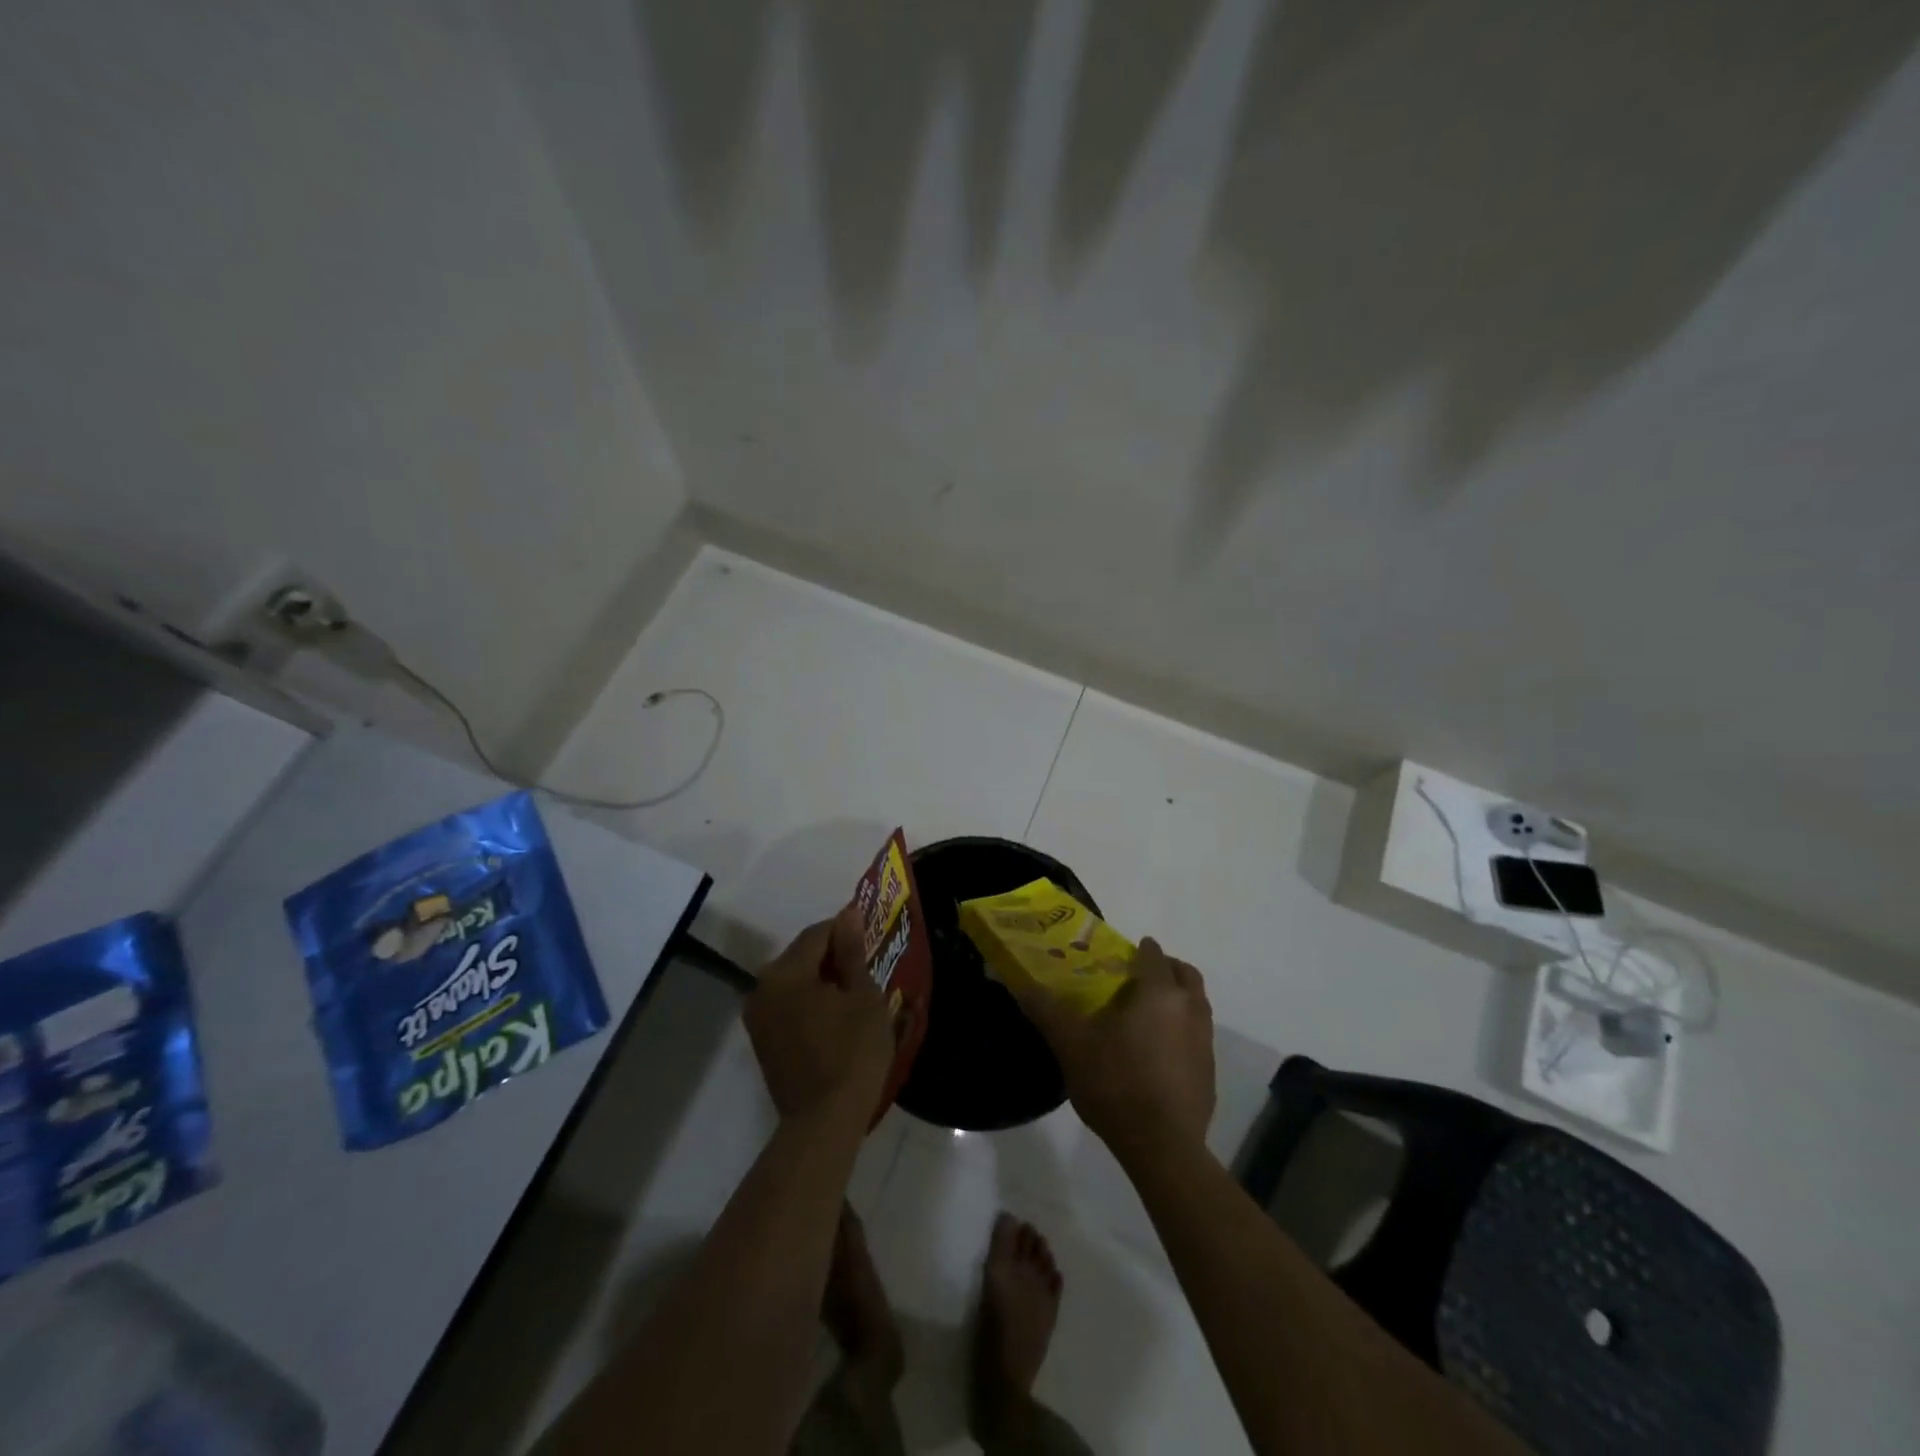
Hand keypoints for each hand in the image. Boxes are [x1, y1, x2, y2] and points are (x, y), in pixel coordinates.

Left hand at [745, 907, 895, 1127]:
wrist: (824, 1122)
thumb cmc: (852, 1053)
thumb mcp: (863, 996)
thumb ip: (852, 952)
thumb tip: (849, 915)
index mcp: (785, 972)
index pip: (818, 934)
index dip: (847, 930)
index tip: (873, 938)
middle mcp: (762, 988)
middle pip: (802, 955)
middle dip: (833, 955)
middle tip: (866, 965)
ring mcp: (758, 1016)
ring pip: (794, 980)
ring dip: (821, 978)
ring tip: (854, 989)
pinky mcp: (762, 1040)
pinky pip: (788, 1003)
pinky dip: (809, 1000)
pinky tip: (835, 1014)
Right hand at [1008, 937, 1214, 1159]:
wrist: (1162, 1147)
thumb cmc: (1116, 1083)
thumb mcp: (1071, 1044)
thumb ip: (1046, 1009)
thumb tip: (1019, 983)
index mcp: (1159, 992)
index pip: (1152, 955)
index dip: (1136, 950)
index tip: (1118, 956)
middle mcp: (1190, 1008)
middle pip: (1184, 974)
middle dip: (1164, 968)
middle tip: (1135, 979)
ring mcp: (1205, 1041)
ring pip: (1196, 1004)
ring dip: (1176, 999)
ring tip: (1144, 1015)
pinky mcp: (1210, 1072)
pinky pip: (1197, 1036)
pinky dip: (1181, 1032)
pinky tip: (1156, 1054)